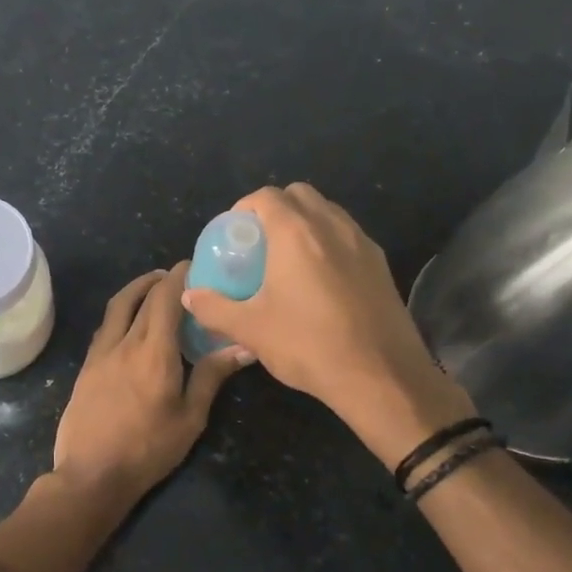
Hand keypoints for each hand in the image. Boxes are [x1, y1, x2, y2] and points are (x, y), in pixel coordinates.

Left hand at [52, 263, 250, 505]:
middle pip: (141, 298)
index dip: (178, 277)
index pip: (165, 299)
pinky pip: (106, 327)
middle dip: (160, 280)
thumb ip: (212, 376)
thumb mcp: (190, 418)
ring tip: (153, 288)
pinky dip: (121, 313)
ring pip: (117, 307)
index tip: (191, 265)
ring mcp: (100, 353)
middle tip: (178, 277)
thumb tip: (243, 346)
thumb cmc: (148, 449)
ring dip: (135, 290)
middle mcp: (124, 343)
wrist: (91, 474)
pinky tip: (131, 324)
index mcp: (154, 352)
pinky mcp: (86, 367)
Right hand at [180, 184, 473, 465]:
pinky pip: (348, 236)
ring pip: (328, 213)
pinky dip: (329, 243)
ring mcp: (362, 243)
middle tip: (259, 244)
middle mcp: (332, 226)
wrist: (381, 376)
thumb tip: (190, 295)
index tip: (233, 235)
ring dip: (305, 223)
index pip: (266, 196)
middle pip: (300, 195)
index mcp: (296, 233)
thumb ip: (213, 308)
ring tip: (288, 261)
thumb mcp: (250, 329)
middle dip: (276, 209)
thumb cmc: (308, 345)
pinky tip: (320, 281)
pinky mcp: (382, 265)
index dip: (244, 208)